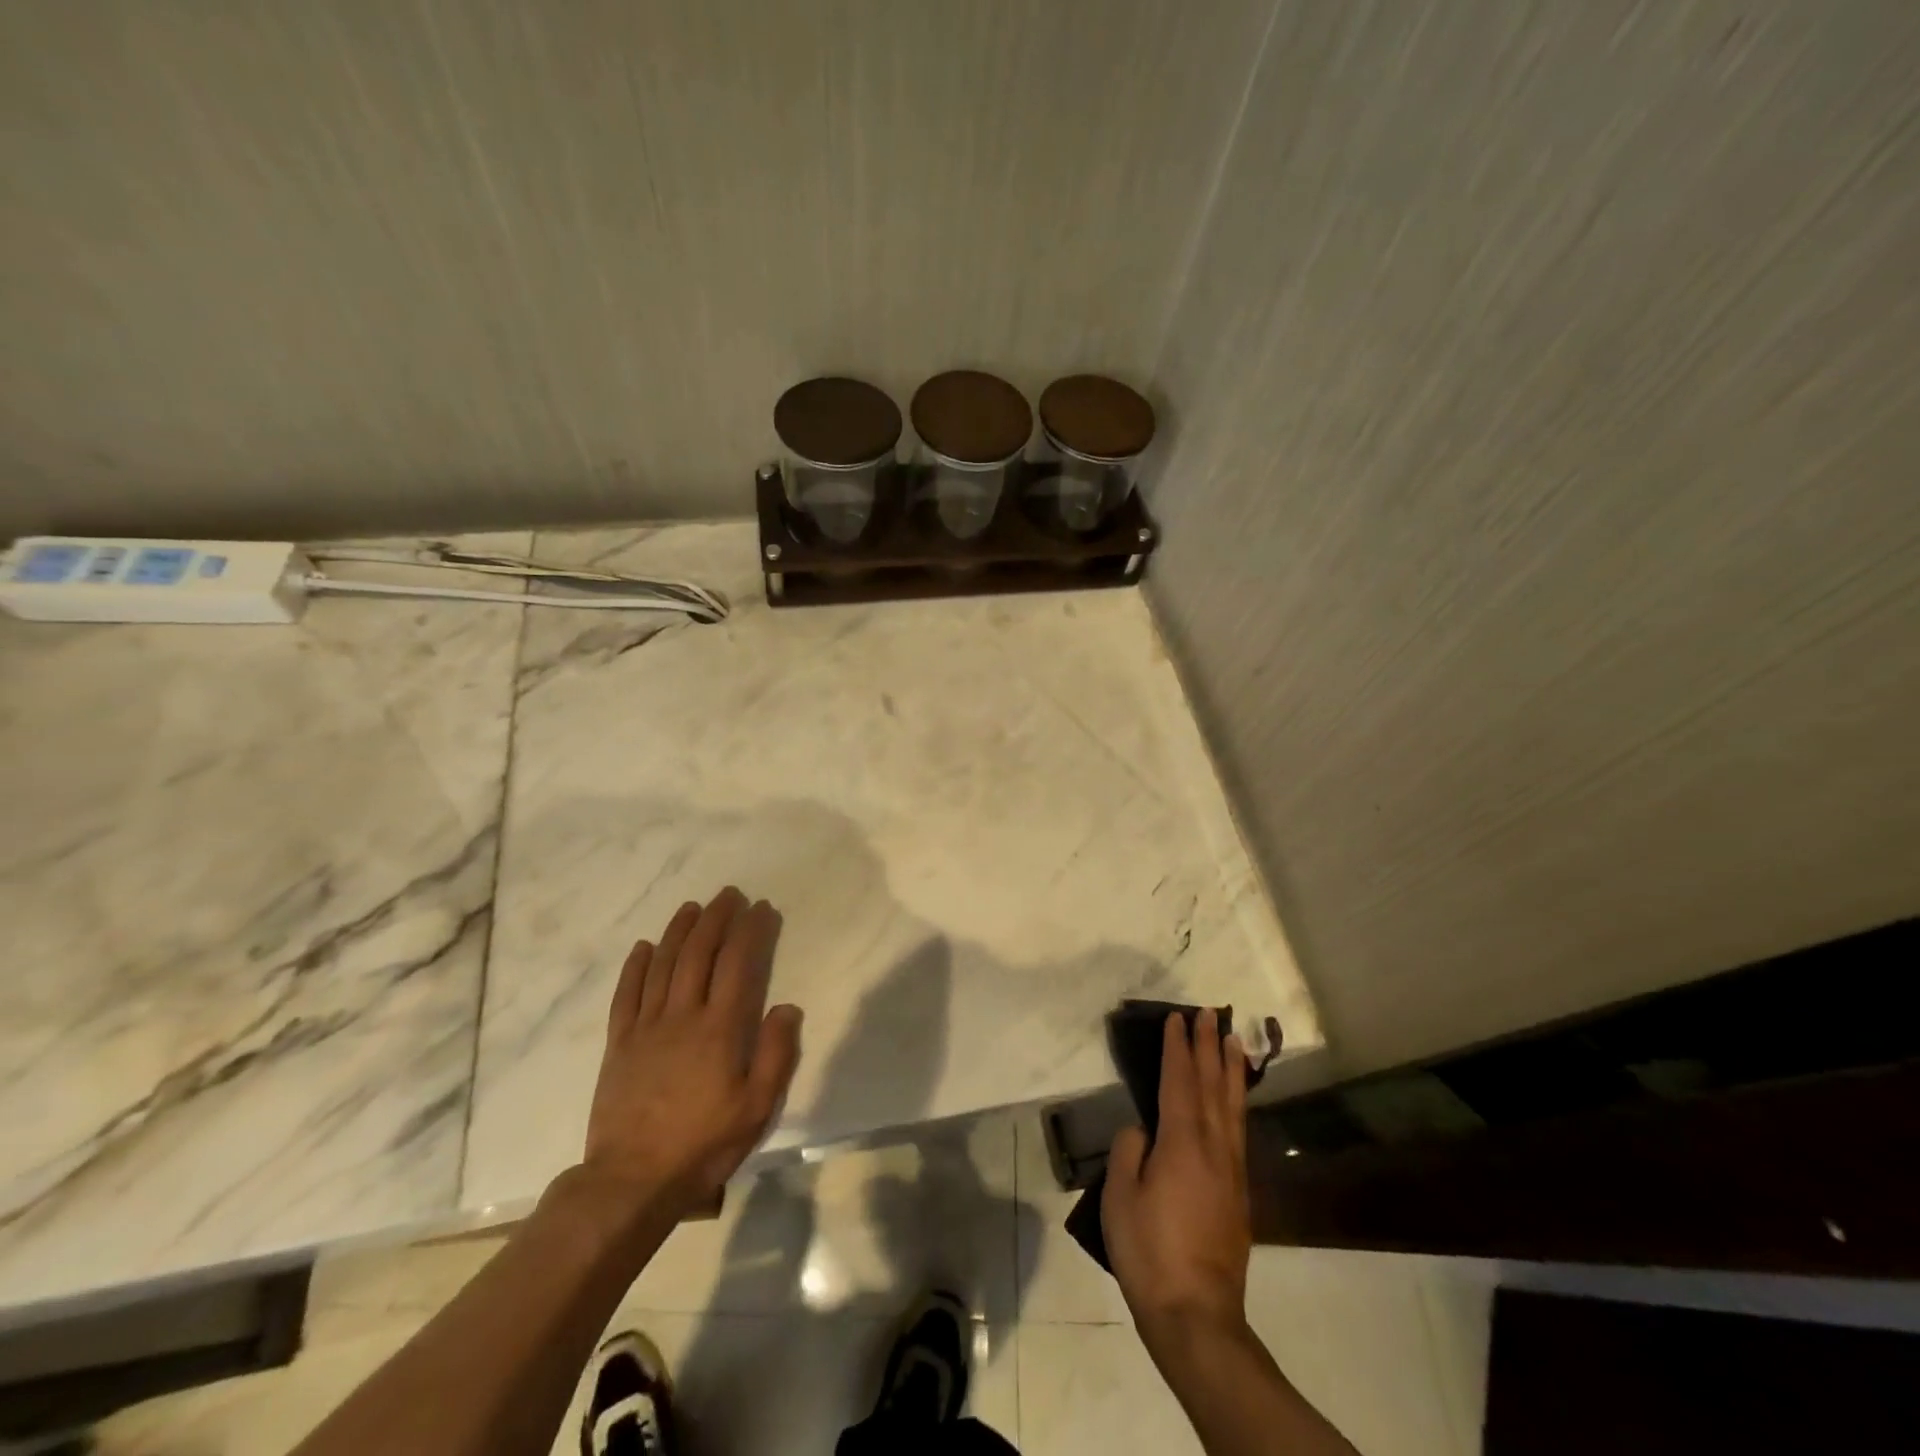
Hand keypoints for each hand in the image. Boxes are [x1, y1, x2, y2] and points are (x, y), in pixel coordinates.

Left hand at [579, 887, 802, 1223]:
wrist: (632, 1181)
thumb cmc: (703, 1144)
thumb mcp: (756, 1107)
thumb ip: (775, 1053)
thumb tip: (787, 1006)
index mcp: (720, 1029)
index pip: (738, 964)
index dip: (751, 931)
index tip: (762, 908)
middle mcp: (682, 1015)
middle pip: (700, 953)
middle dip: (716, 919)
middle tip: (729, 895)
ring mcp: (646, 1027)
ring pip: (663, 965)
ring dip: (679, 931)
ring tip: (692, 906)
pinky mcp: (619, 1043)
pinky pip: (626, 995)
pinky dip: (636, 966)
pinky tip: (645, 946)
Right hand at [1101, 1009, 1251, 1340]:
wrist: (1197, 1314)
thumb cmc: (1149, 1251)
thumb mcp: (1120, 1198)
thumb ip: (1129, 1152)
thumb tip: (1143, 1130)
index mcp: (1181, 1143)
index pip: (1179, 1081)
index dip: (1178, 1047)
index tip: (1177, 1018)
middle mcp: (1213, 1147)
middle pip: (1211, 1085)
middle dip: (1208, 1046)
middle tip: (1208, 1013)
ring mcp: (1231, 1170)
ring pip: (1233, 1106)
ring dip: (1231, 1069)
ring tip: (1233, 1040)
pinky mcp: (1239, 1193)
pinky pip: (1239, 1130)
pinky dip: (1238, 1102)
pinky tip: (1235, 1099)